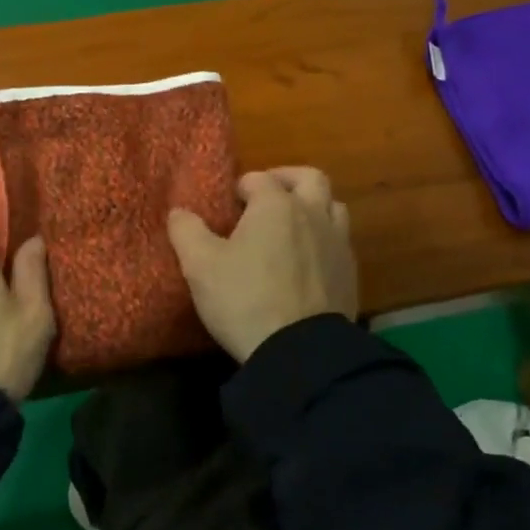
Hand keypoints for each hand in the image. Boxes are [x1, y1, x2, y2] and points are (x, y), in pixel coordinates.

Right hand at [167, 167, 357, 361]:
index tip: (228, 205)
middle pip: (310, 178)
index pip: (259, 179)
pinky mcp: (350, 274)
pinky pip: (340, 242)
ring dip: (313, 207)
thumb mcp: (200, 266)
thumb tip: (179, 212)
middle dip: (287, 180)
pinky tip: (306, 261)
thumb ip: (186, 232)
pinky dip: (323, 240)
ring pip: (333, 207)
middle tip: (267, 197)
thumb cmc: (245, 299)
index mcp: (276, 206)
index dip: (241, 188)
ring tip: (291, 226)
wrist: (300, 351)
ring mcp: (337, 244)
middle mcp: (312, 215)